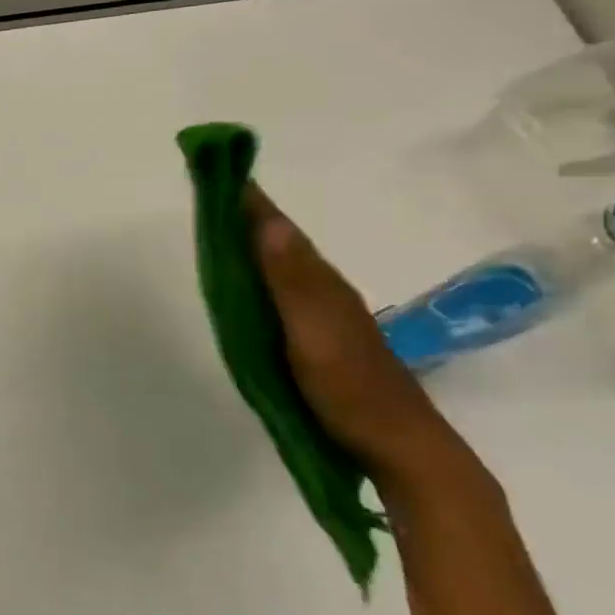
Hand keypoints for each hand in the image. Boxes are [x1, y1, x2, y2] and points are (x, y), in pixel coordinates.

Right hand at [247, 187, 476, 496]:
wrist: (401, 447)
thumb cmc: (351, 389)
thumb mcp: (314, 334)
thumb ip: (290, 281)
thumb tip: (266, 221)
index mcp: (320, 283)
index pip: (279, 229)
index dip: (251, 199)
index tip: (221, 166)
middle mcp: (324, 290)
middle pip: (280, 241)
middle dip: (249, 213)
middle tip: (214, 189)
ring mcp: (325, 315)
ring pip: (283, 265)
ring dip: (256, 240)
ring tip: (224, 224)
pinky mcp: (321, 338)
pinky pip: (284, 290)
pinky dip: (263, 272)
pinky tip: (252, 280)